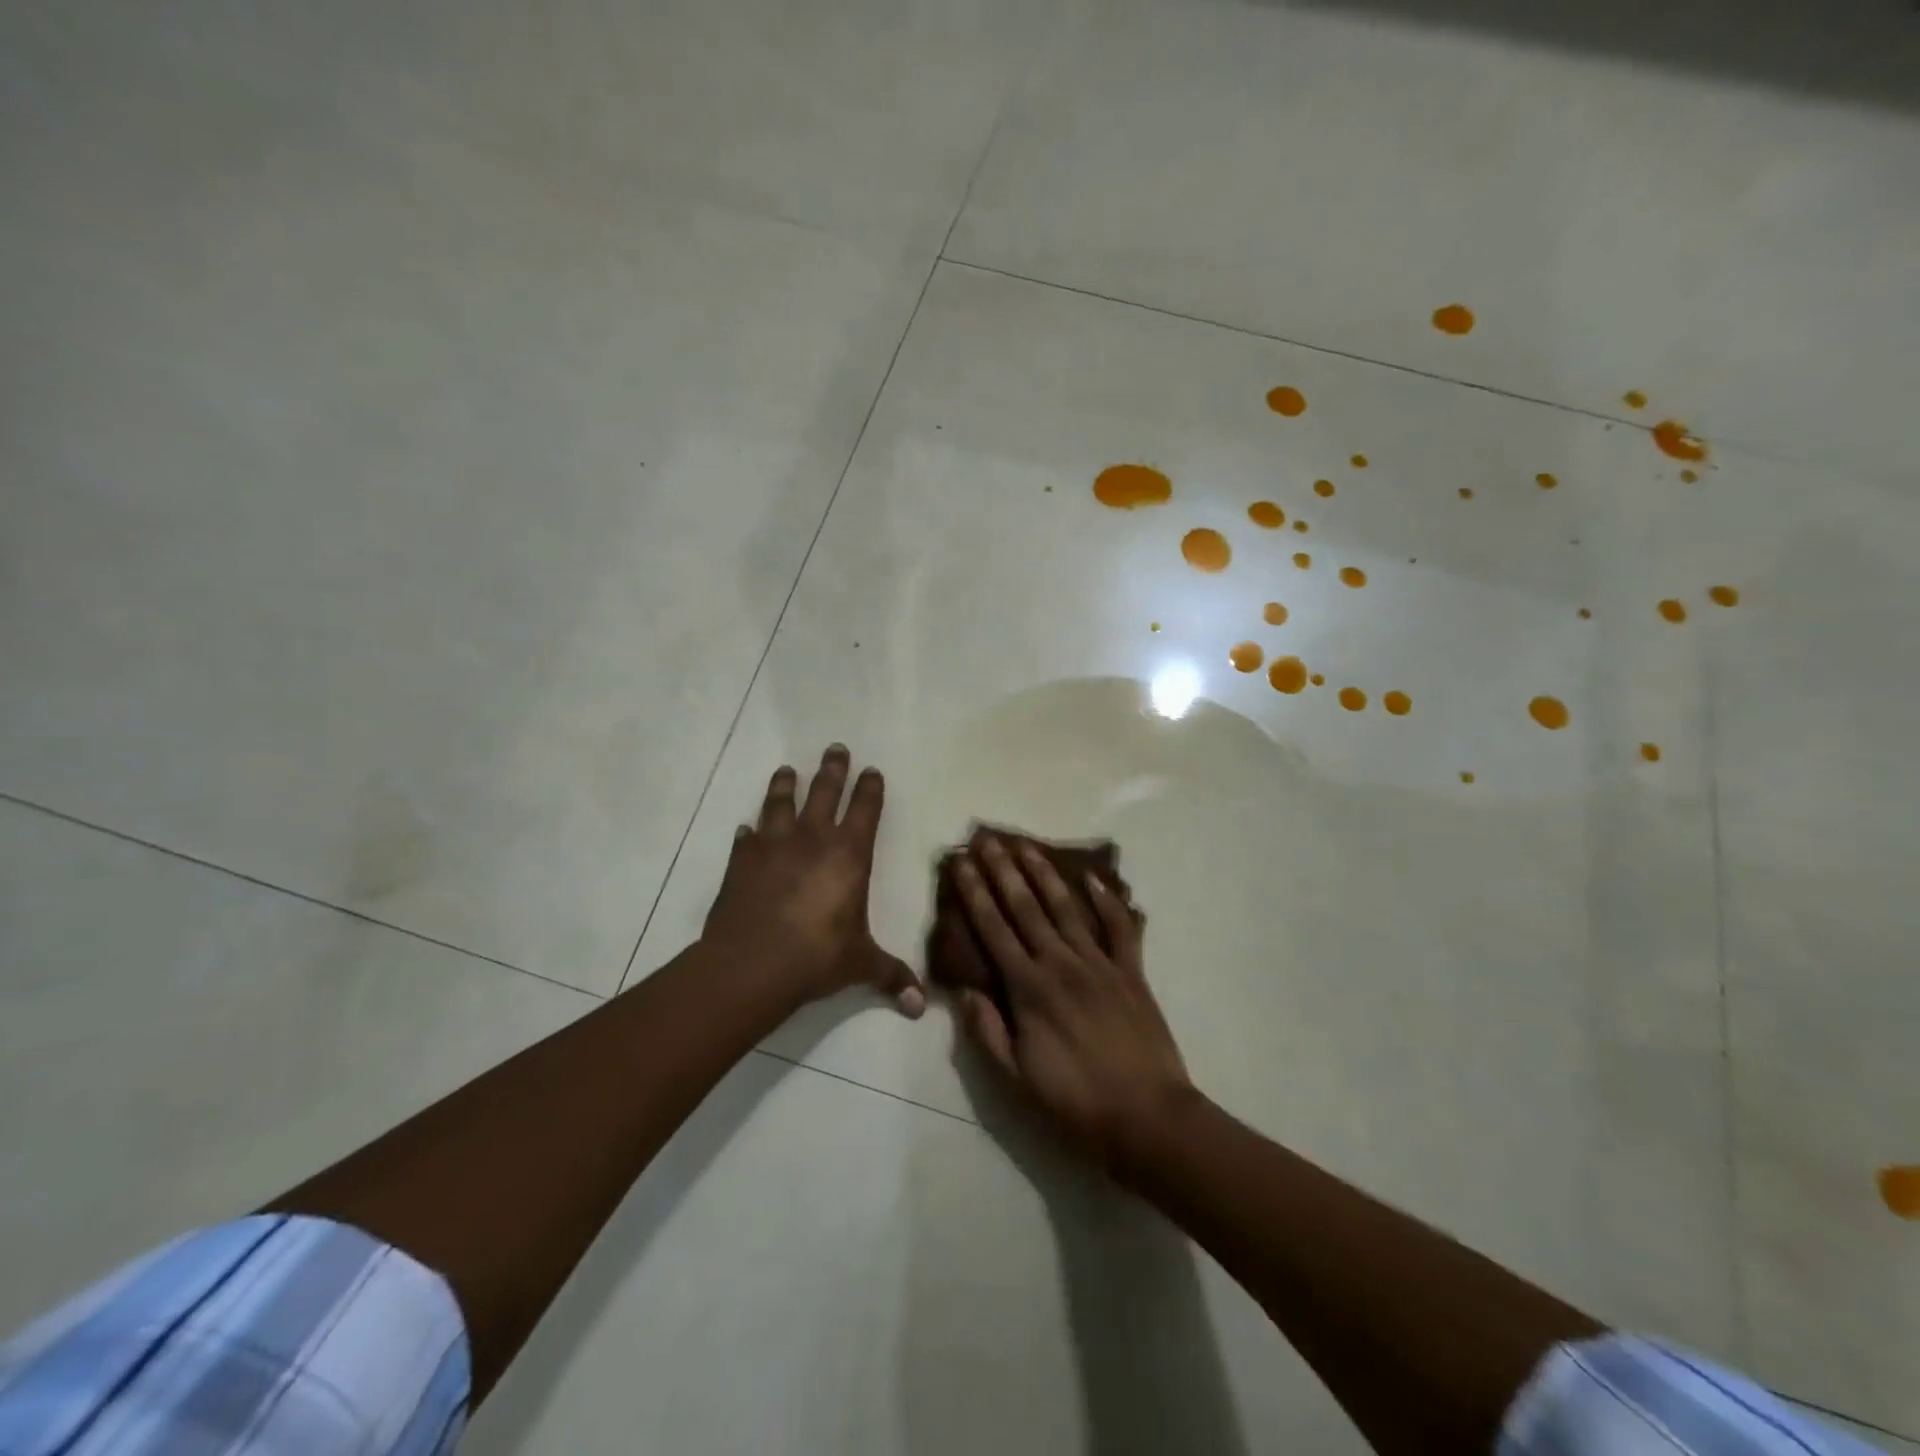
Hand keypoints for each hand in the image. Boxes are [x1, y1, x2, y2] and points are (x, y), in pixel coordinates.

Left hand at [702, 745, 925, 1017]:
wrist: (753, 963)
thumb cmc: (817, 957)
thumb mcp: (860, 965)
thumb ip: (891, 977)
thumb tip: (920, 1007)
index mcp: (849, 855)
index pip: (865, 810)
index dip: (870, 788)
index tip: (872, 770)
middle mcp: (813, 840)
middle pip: (824, 792)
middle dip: (832, 769)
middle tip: (835, 747)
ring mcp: (773, 846)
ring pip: (781, 803)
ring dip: (785, 785)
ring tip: (786, 769)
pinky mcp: (741, 861)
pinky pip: (746, 839)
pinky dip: (747, 833)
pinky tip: (745, 829)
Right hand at [954, 836, 1194, 1169]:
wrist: (1148, 1118)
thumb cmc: (1075, 1103)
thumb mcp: (1016, 1080)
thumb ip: (987, 1032)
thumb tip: (964, 991)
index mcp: (1029, 989)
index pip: (993, 930)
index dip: (975, 894)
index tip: (963, 863)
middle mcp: (1060, 964)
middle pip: (1026, 908)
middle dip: (1004, 871)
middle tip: (989, 839)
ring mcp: (1099, 964)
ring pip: (1066, 908)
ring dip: (1045, 874)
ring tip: (1028, 846)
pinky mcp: (1131, 972)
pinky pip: (1119, 928)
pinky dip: (1109, 901)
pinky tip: (1093, 878)